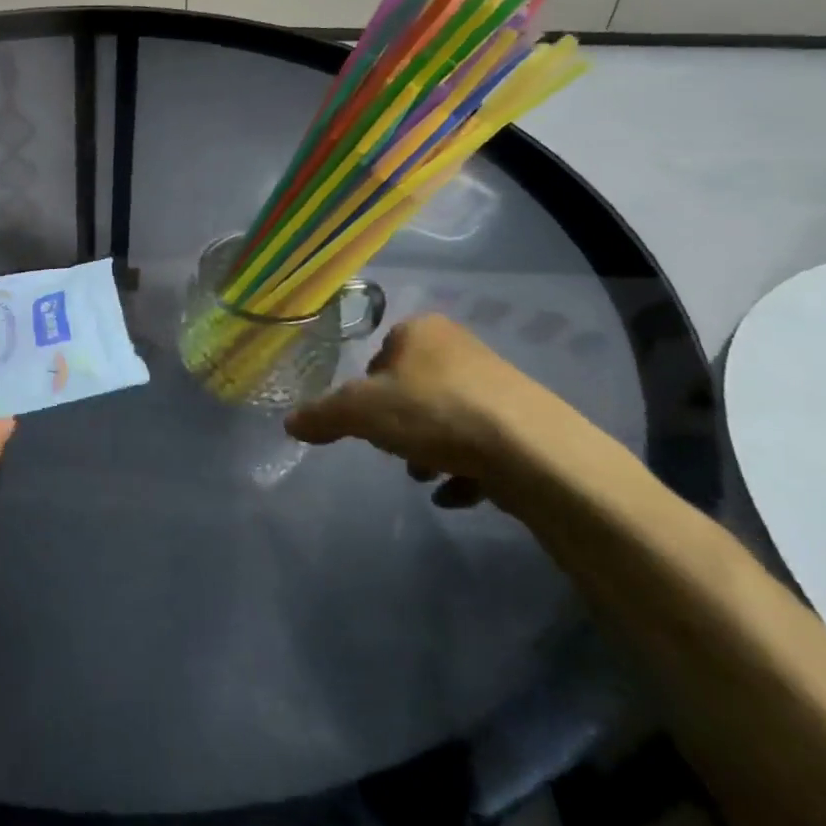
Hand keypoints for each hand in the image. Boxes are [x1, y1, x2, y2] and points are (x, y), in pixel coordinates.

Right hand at [285, 314, 589, 510]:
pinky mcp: (526, 423)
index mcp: (422, 331)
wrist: (536, 455)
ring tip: (425, 476)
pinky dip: (465, 469)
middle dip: (399, 423)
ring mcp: (498, 385)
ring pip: (446, 416)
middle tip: (393, 450)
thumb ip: (322, 416)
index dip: (367, 390)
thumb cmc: (436, 414)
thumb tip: (289, 423)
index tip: (366, 420)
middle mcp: (461, 348)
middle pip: (413, 387)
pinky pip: (482, 444)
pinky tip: (456, 494)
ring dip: (429, 448)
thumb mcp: (361, 413)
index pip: (379, 355)